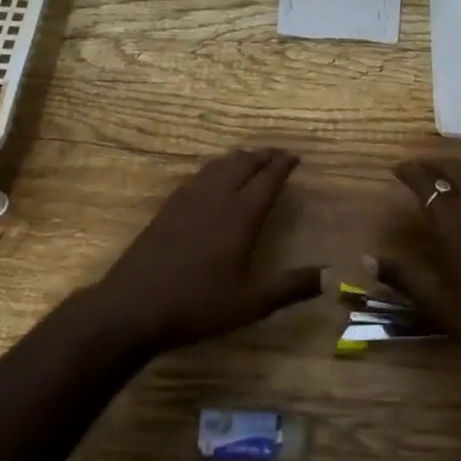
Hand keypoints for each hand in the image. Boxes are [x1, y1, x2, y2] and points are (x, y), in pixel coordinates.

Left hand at [86, 148, 320, 354]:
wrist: (134, 306)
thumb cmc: (198, 305)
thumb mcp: (250, 303)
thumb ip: (290, 287)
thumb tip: (327, 276)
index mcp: (240, 216)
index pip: (267, 179)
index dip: (282, 166)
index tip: (295, 157)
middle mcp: (215, 198)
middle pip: (242, 164)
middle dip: (263, 156)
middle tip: (278, 154)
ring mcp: (187, 200)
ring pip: (217, 166)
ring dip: (238, 159)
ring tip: (250, 160)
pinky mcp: (167, 208)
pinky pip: (198, 177)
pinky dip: (214, 169)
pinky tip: (212, 179)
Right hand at [383, 158, 460, 377]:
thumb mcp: (439, 305)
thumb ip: (403, 277)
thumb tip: (368, 259)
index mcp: (454, 222)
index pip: (426, 181)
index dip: (409, 171)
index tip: (396, 169)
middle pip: (455, 168)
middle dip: (433, 163)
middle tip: (418, 168)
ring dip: (459, 168)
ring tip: (446, 175)